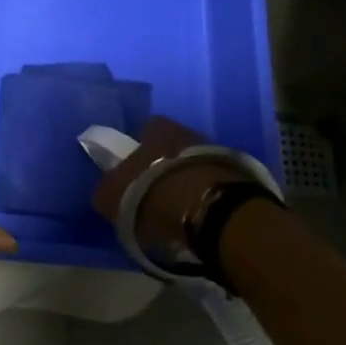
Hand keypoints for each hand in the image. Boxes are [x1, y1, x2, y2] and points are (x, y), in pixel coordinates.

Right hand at [91, 115, 252, 254]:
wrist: (208, 209)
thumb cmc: (152, 193)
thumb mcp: (111, 196)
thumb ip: (107, 190)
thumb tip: (108, 194)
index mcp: (156, 127)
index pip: (143, 132)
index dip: (137, 154)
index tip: (133, 177)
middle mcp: (187, 131)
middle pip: (171, 149)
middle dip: (163, 168)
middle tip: (155, 197)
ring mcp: (216, 153)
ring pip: (193, 167)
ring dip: (186, 184)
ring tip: (178, 212)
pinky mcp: (238, 178)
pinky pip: (212, 185)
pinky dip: (204, 198)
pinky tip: (197, 217)